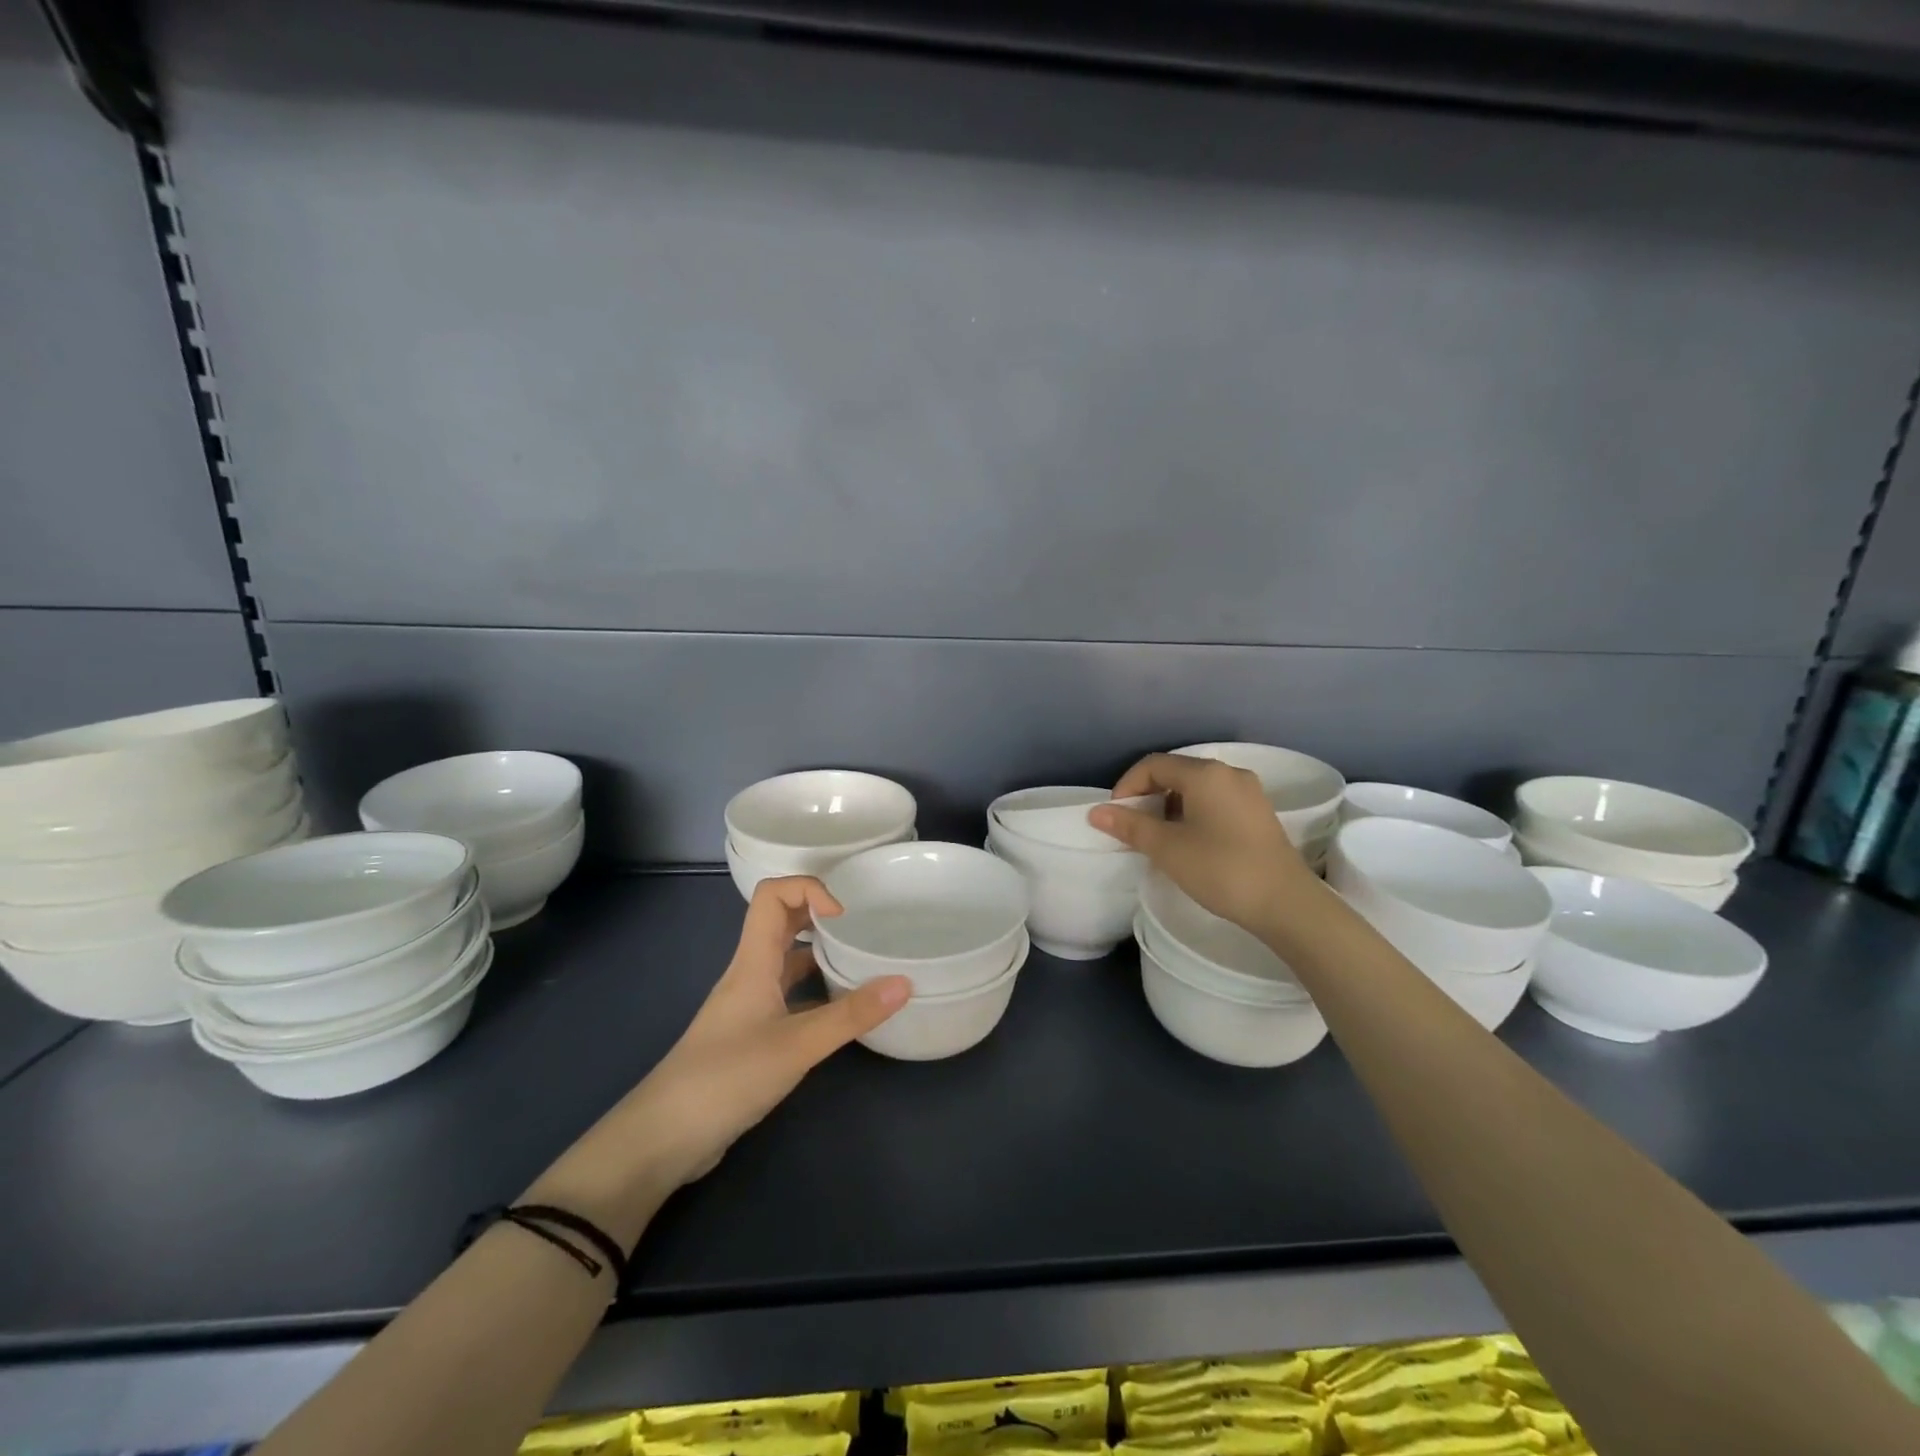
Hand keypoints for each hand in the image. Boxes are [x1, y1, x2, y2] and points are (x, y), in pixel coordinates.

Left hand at [538, 878, 908, 1227]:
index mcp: (753, 961)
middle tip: (862, 927)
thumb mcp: (797, 1045)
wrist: (665, 1138)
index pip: (772, 895)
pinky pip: (788, 996)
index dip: (809, 888)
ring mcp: (749, 1005)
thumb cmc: (727, 1077)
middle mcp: (750, 974)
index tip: (844, 915)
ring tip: (861, 961)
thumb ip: (850, 1015)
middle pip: (781, 922)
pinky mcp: (752, 1035)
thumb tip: (904, 982)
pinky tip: (842, 1009)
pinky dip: (815, 991)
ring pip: (786, 961)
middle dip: (819, 914)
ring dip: (819, 952)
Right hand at [1089, 752, 1315, 933]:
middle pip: (1176, 772)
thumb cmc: (1221, 869)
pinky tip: (1189, 842)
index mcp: (1206, 774)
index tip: (1116, 816)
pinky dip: (1193, 813)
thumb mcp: (1167, 848)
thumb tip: (1096, 812)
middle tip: (1133, 828)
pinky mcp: (1259, 813)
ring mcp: (1248, 792)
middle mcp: (1229, 773)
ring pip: (1196, 788)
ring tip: (1159, 838)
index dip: (1127, 786)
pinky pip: (1216, 801)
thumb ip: (1130, 826)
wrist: (1286, 904)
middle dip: (1148, 796)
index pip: (1153, 765)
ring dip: (1170, 806)